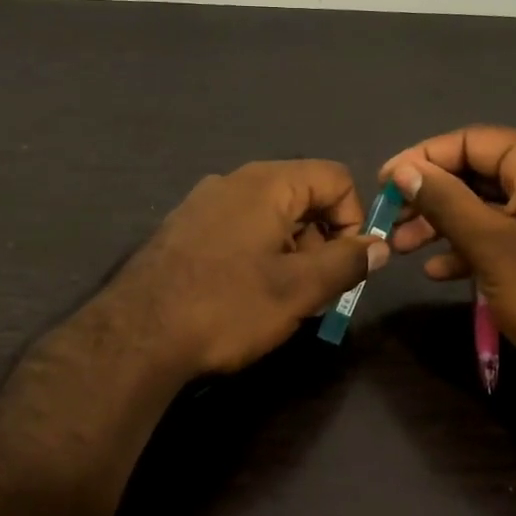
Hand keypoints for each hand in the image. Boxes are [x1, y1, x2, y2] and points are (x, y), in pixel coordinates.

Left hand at [108, 160, 387, 376]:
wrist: (136, 337)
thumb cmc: (228, 306)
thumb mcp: (299, 289)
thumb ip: (347, 262)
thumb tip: (379, 245)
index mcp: (267, 183)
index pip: (335, 178)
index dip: (354, 219)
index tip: (348, 265)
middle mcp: (234, 181)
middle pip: (302, 197)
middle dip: (321, 242)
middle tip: (317, 293)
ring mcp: (203, 204)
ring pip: (269, 218)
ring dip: (290, 254)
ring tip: (281, 302)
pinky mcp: (183, 229)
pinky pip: (238, 231)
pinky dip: (257, 257)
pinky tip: (244, 297)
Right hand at [379, 126, 515, 392]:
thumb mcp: (490, 245)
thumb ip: (444, 201)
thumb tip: (403, 169)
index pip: (471, 141)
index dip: (423, 158)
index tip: (384, 183)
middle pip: (477, 171)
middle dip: (431, 196)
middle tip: (391, 221)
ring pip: (486, 206)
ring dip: (443, 223)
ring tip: (404, 248)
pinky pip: (503, 233)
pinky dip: (470, 246)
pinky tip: (438, 270)